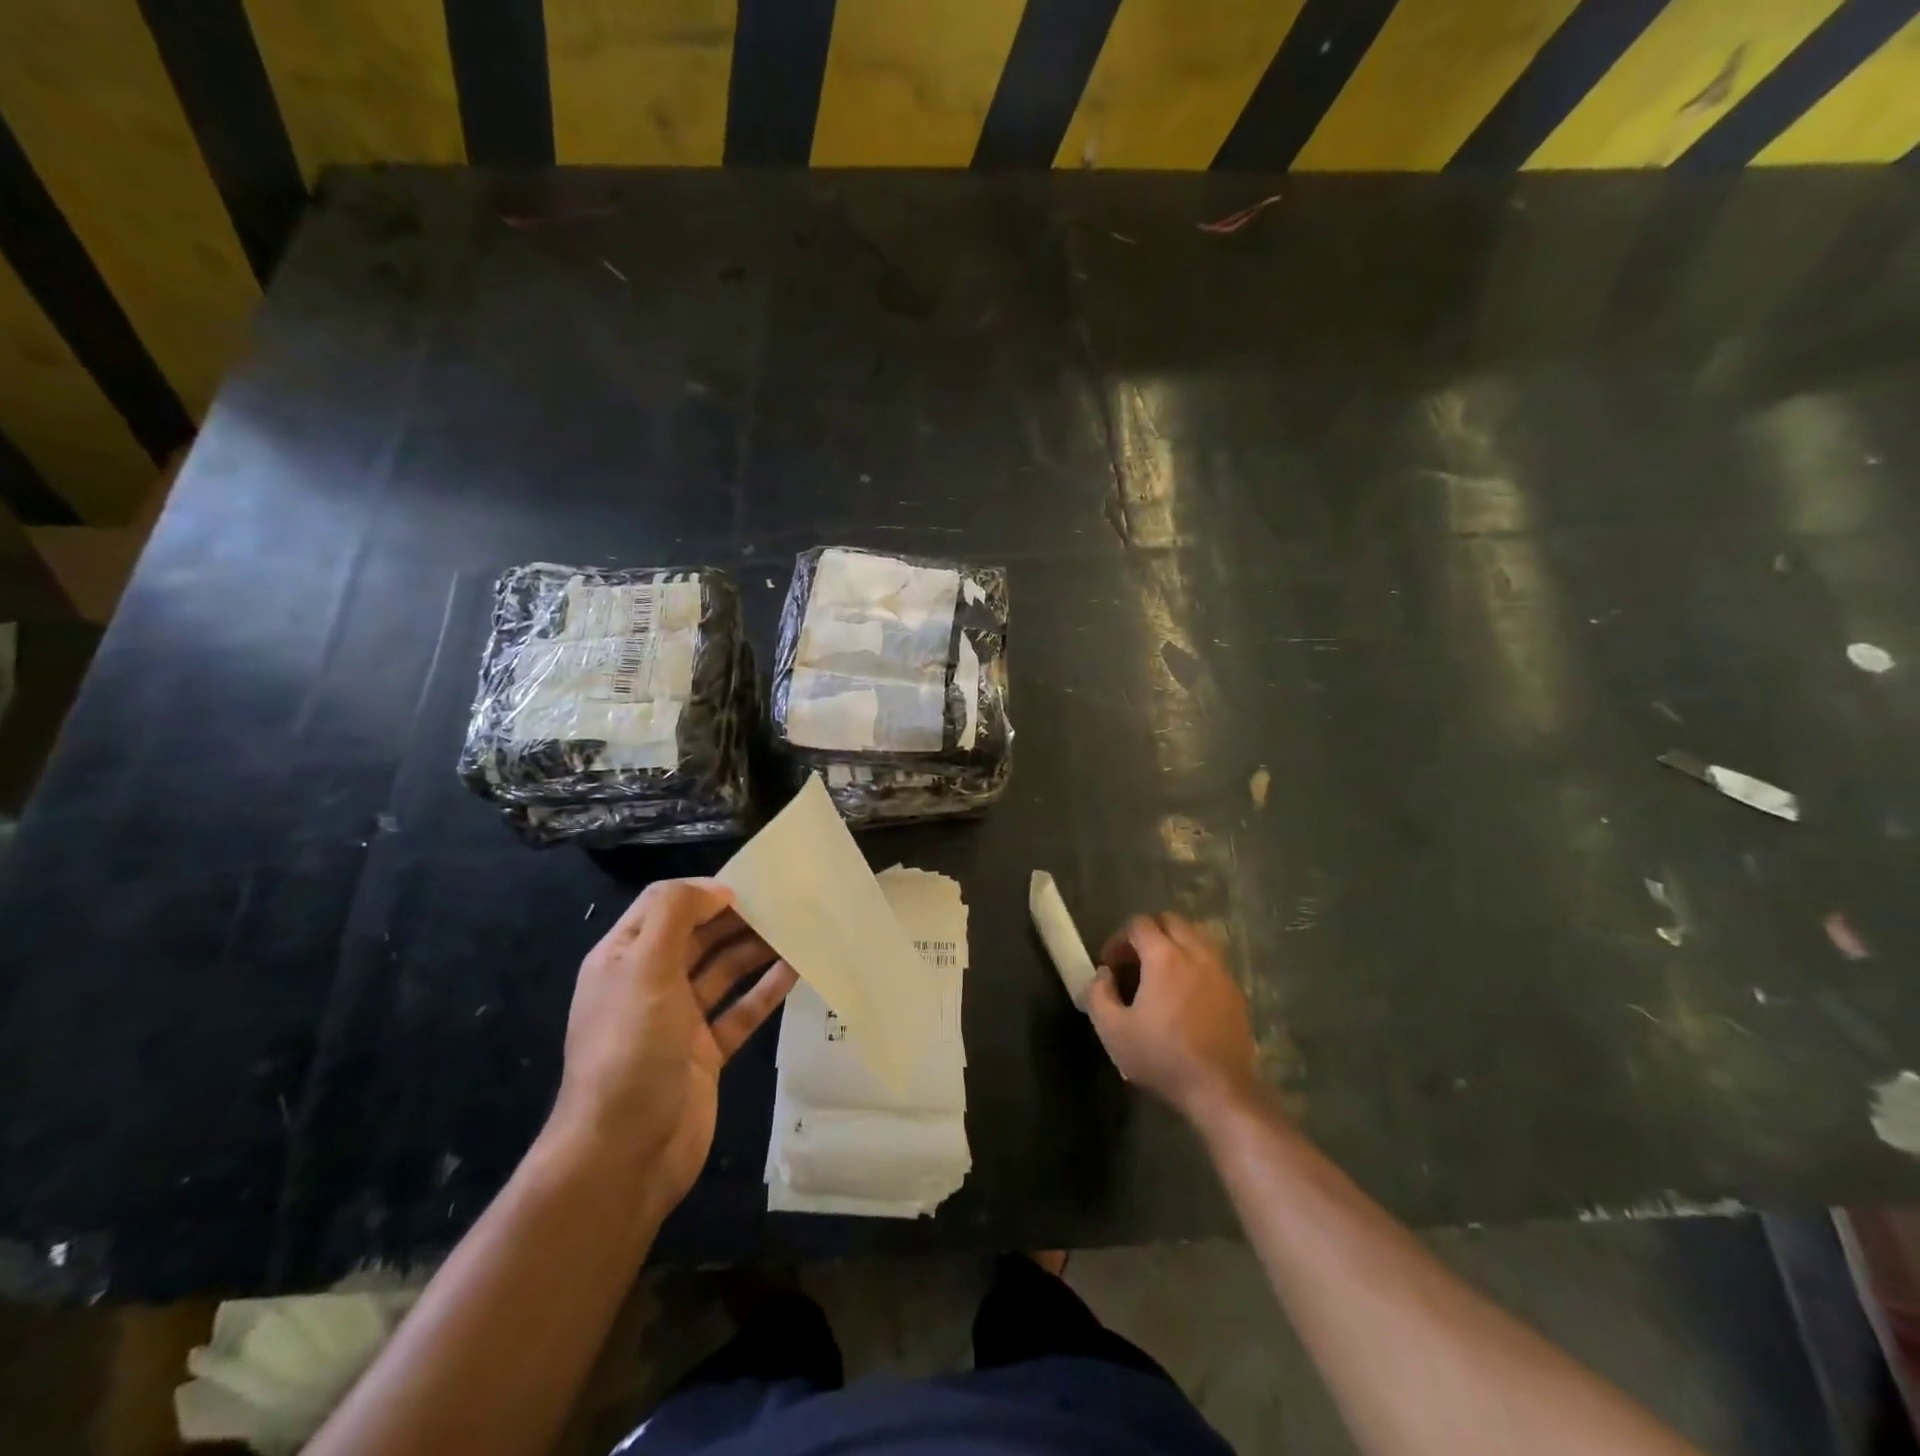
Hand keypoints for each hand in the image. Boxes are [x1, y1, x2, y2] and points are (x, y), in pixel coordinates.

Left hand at [550, 880, 796, 1213]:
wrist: (624, 1154)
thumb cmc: (631, 1048)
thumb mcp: (644, 968)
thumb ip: (676, 915)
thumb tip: (717, 890)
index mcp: (623, 959)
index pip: (664, 906)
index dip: (703, 893)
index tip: (748, 888)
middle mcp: (649, 984)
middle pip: (698, 937)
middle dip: (737, 919)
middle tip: (785, 904)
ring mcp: (678, 1021)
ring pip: (723, 972)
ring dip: (756, 950)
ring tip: (798, 931)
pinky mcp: (706, 1053)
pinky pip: (740, 1011)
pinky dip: (765, 990)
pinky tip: (796, 971)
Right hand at [1087, 913, 1260, 1124]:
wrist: (1220, 1090)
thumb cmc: (1162, 1057)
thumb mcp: (1112, 1030)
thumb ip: (1098, 994)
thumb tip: (1103, 974)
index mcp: (1165, 956)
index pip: (1139, 924)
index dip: (1119, 939)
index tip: (1110, 965)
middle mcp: (1196, 953)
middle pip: (1171, 920)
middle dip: (1147, 933)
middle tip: (1133, 962)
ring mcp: (1221, 971)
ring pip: (1196, 935)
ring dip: (1174, 943)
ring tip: (1160, 971)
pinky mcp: (1236, 991)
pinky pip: (1212, 959)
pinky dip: (1194, 962)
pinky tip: (1185, 992)